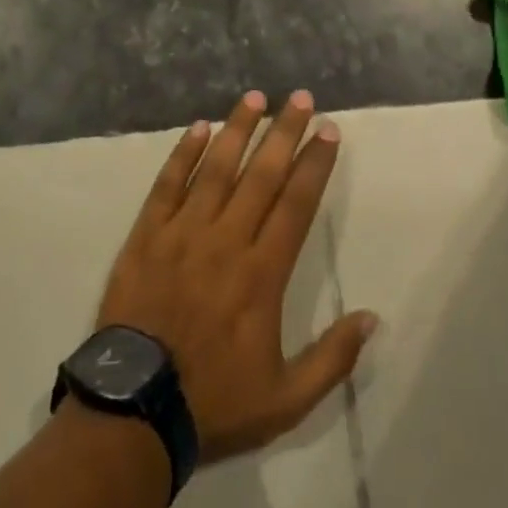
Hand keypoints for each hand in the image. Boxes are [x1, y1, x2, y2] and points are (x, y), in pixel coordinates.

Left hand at [97, 90, 378, 463]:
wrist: (135, 409)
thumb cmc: (214, 401)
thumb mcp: (287, 399)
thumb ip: (333, 358)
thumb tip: (373, 318)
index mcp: (262, 274)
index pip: (296, 204)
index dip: (315, 165)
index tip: (328, 132)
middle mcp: (226, 241)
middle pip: (261, 175)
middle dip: (284, 132)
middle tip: (301, 98)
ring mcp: (182, 233)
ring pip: (216, 169)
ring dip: (238, 130)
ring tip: (255, 98)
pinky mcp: (147, 236)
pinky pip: (168, 185)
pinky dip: (183, 154)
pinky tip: (198, 128)